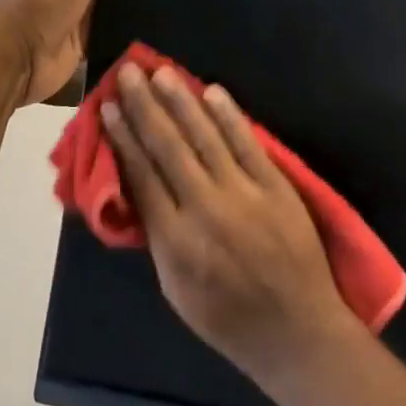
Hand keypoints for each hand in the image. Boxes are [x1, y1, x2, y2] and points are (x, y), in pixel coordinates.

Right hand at [102, 64, 362, 384]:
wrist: (298, 332)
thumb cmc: (227, 319)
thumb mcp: (175, 289)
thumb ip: (156, 235)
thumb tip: (137, 187)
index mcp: (176, 240)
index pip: (141, 175)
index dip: (123, 137)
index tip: (107, 107)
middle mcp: (206, 209)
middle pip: (168, 147)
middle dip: (144, 106)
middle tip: (127, 73)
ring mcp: (244, 194)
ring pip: (205, 137)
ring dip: (180, 101)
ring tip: (159, 72)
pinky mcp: (276, 187)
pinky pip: (248, 143)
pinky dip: (229, 115)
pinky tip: (211, 91)